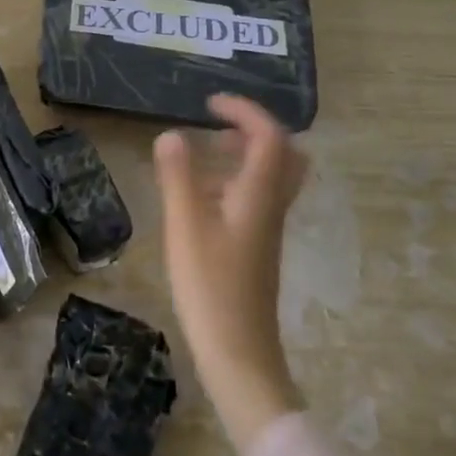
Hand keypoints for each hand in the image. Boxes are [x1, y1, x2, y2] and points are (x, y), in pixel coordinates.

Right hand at [154, 94, 309, 453]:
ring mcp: (267, 230)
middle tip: (216, 130)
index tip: (209, 103)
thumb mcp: (185, 227)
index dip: (244, 111)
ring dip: (242, 158)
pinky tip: (199, 202)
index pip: (270, 136)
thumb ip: (177, 177)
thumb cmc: (210, 287)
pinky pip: (255, 200)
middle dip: (253, 132)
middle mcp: (272, 207)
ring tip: (200, 159)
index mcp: (259, 195)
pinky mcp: (257, 249)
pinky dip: (234, 184)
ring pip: (270, 179)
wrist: (238, 353)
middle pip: (285, 156)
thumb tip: (170, 133)